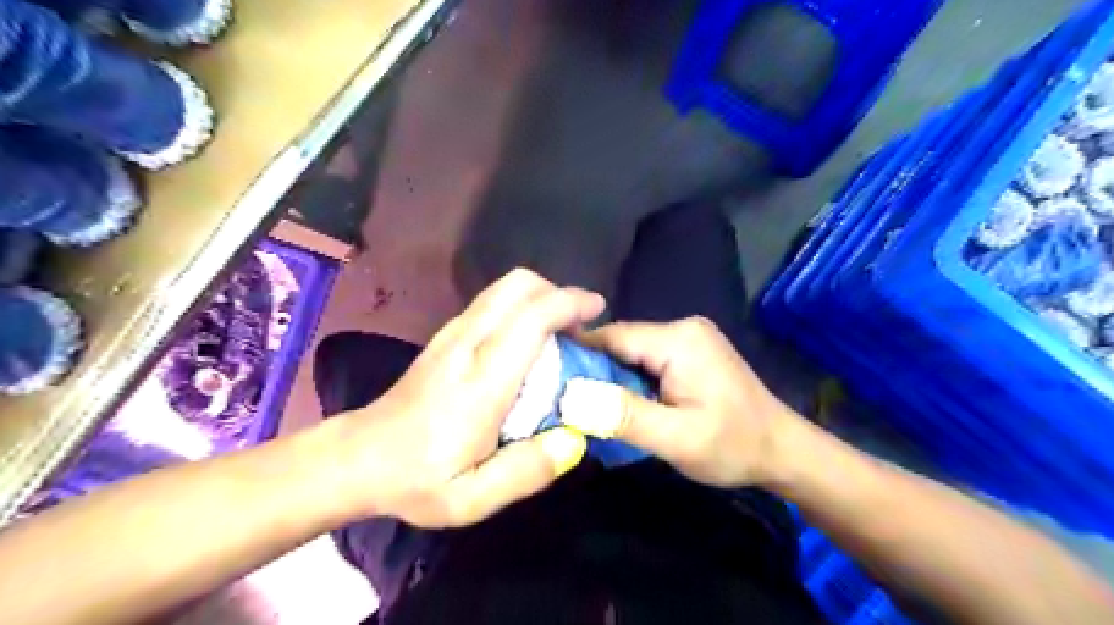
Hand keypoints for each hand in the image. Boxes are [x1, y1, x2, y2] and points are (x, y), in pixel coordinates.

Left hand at [332, 267, 604, 526]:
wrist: (360, 457)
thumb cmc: (417, 478)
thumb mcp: (472, 498)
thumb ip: (527, 471)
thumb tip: (575, 438)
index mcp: (481, 380)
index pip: (530, 317)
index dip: (569, 303)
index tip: (597, 310)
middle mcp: (467, 342)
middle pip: (518, 285)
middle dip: (557, 293)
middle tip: (578, 328)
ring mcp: (453, 333)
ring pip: (504, 288)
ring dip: (540, 298)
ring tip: (560, 334)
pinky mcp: (447, 335)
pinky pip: (492, 302)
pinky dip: (521, 307)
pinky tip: (527, 342)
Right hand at [562, 317, 796, 487]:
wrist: (783, 451)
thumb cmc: (733, 446)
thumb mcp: (677, 438)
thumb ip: (624, 415)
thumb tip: (570, 396)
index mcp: (678, 340)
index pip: (611, 337)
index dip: (577, 356)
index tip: (546, 380)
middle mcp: (682, 329)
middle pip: (620, 343)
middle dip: (593, 371)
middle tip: (564, 401)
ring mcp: (688, 339)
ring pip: (631, 353)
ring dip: (611, 378)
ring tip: (587, 405)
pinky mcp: (690, 354)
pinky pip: (646, 361)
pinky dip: (629, 381)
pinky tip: (620, 403)